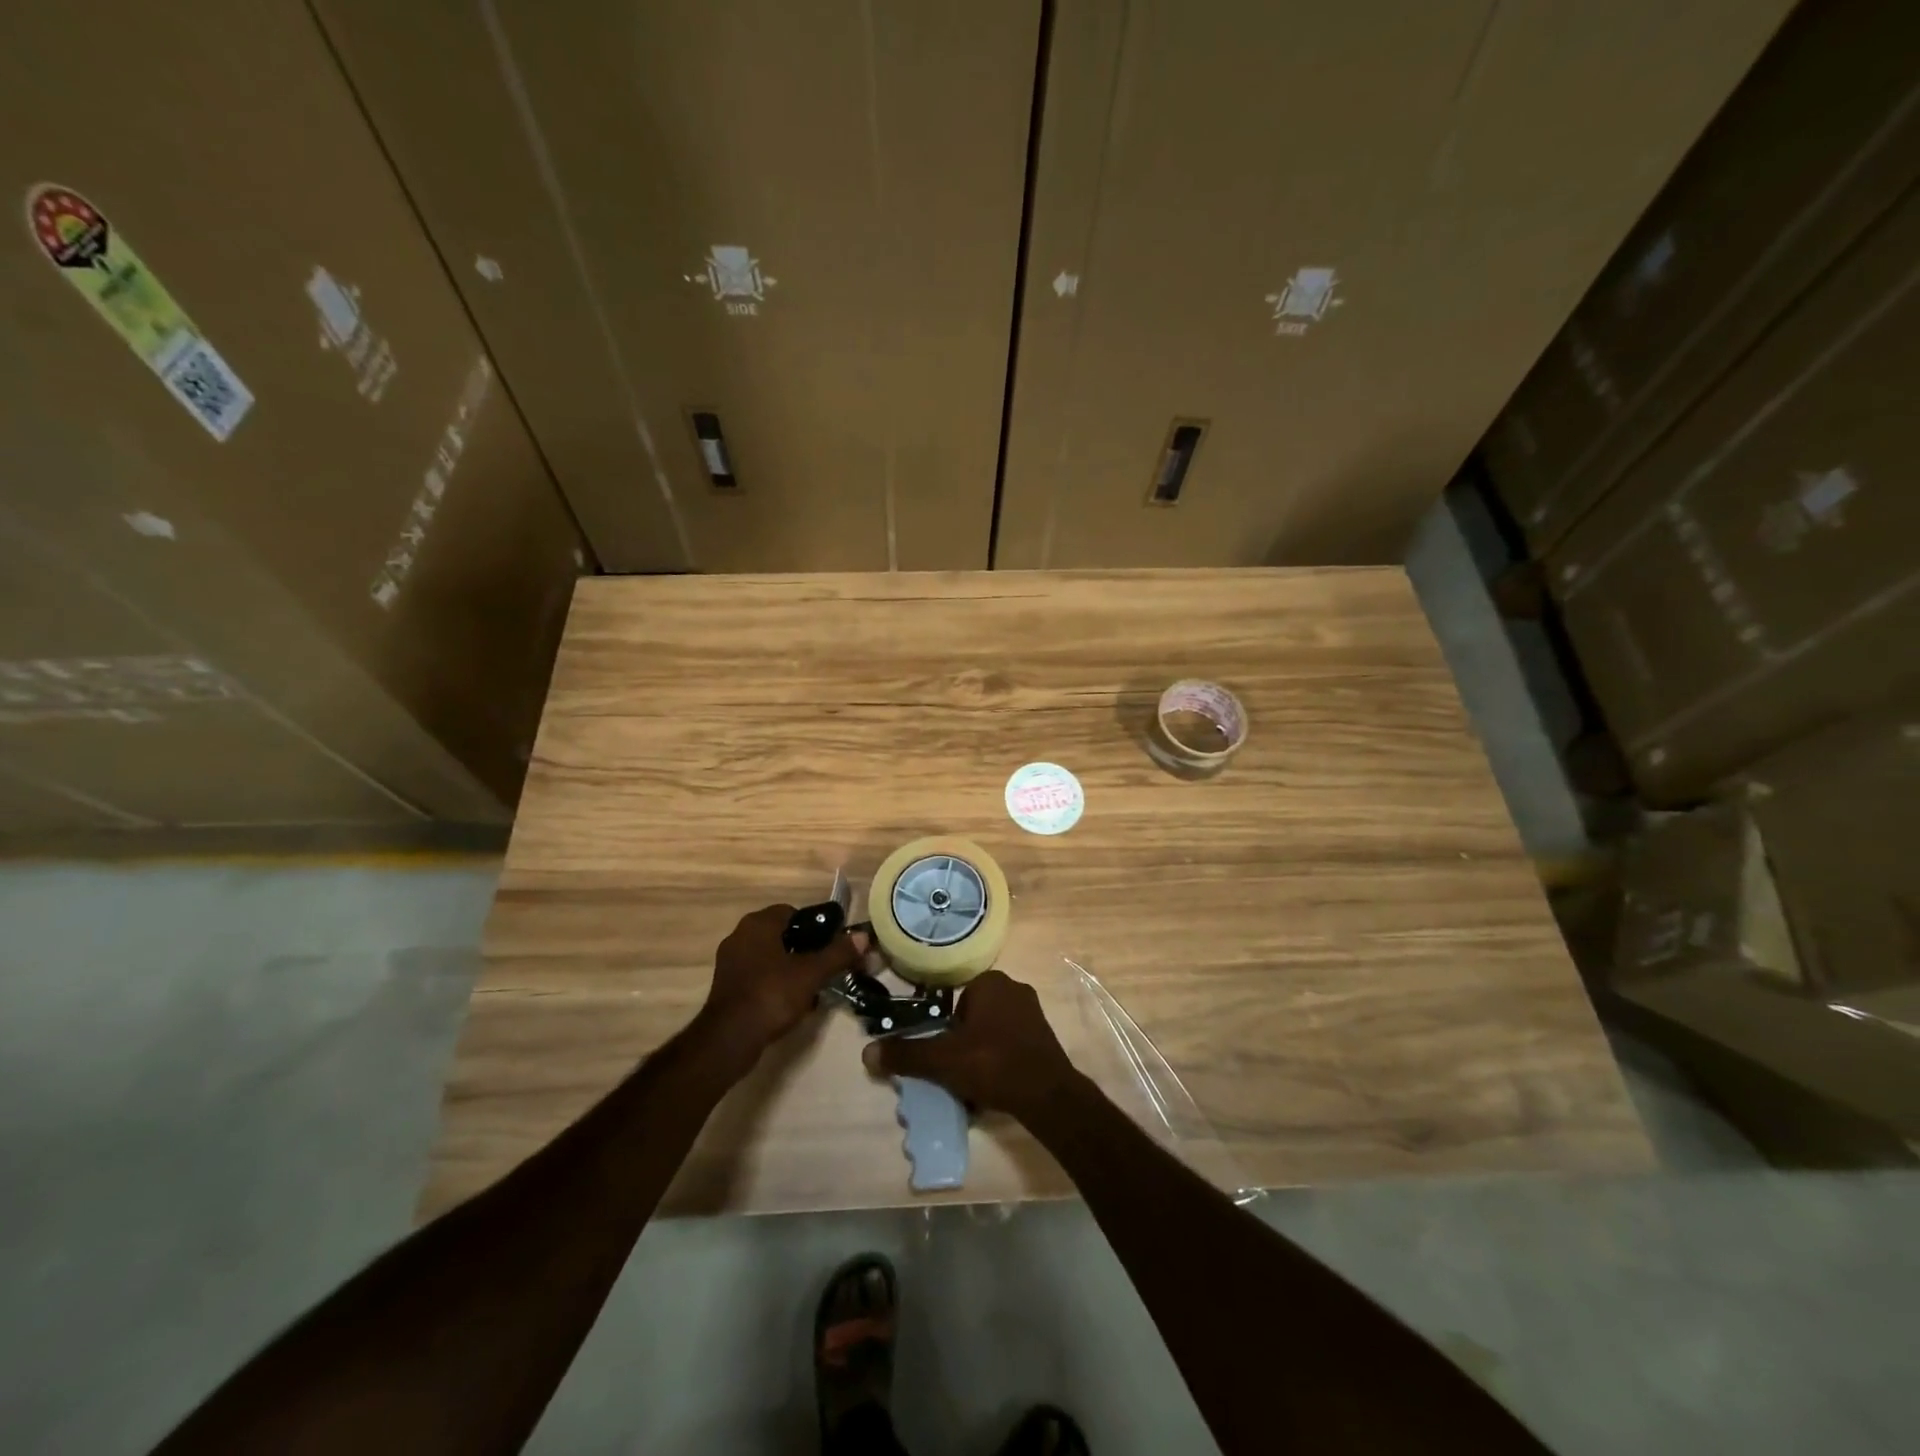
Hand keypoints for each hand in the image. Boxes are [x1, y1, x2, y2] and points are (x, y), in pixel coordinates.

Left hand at [698, 904, 857, 1070]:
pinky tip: (792, 1002)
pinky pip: (759, 976)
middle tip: (826, 966)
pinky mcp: (727, 986)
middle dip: (806, 949)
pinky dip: (776, 983)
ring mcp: (730, 962)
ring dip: (792, 968)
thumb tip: (863, 936)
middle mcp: (740, 936)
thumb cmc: (772, 994)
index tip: (831, 945)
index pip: (792, 912)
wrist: (730, 1039)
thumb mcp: (812, 973)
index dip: (815, 927)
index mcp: (758, 924)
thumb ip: (838, 953)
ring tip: (813, 986)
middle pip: (782, 935)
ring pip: (771, 957)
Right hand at [861, 970, 1081, 1120]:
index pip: (954, 1001)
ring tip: (974, 1085)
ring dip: (980, 1055)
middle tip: (955, 1072)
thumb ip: (906, 1054)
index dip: (945, 1031)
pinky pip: (1010, 1045)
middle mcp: (1014, 988)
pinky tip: (995, 1088)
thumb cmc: (992, 1063)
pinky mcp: (1045, 1036)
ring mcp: (1033, 1012)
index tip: (943, 1056)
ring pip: (991, 1033)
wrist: (1047, 1095)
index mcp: (990, 982)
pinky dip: (999, 1062)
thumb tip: (866, 1052)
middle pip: (972, 1018)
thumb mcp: (942, 1060)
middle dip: (961, 1044)